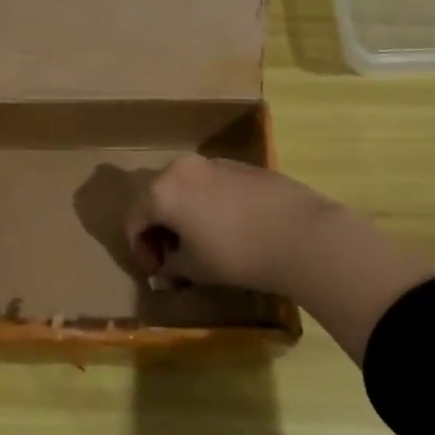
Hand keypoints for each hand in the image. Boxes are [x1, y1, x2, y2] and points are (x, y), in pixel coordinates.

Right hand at [123, 155, 341, 292]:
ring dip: (183, 216)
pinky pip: (210, 186)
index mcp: (162, 191)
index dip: (140, 250)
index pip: (134, 221)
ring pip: (184, 190)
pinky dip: (207, 205)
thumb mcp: (195, 268)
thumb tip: (165, 268)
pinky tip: (228, 229)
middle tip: (174, 258)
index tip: (158, 272)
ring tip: (200, 244)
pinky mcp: (241, 166)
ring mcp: (213, 163)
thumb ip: (171, 266)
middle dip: (160, 230)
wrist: (300, 234)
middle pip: (156, 199)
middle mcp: (181, 168)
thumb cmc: (236, 254)